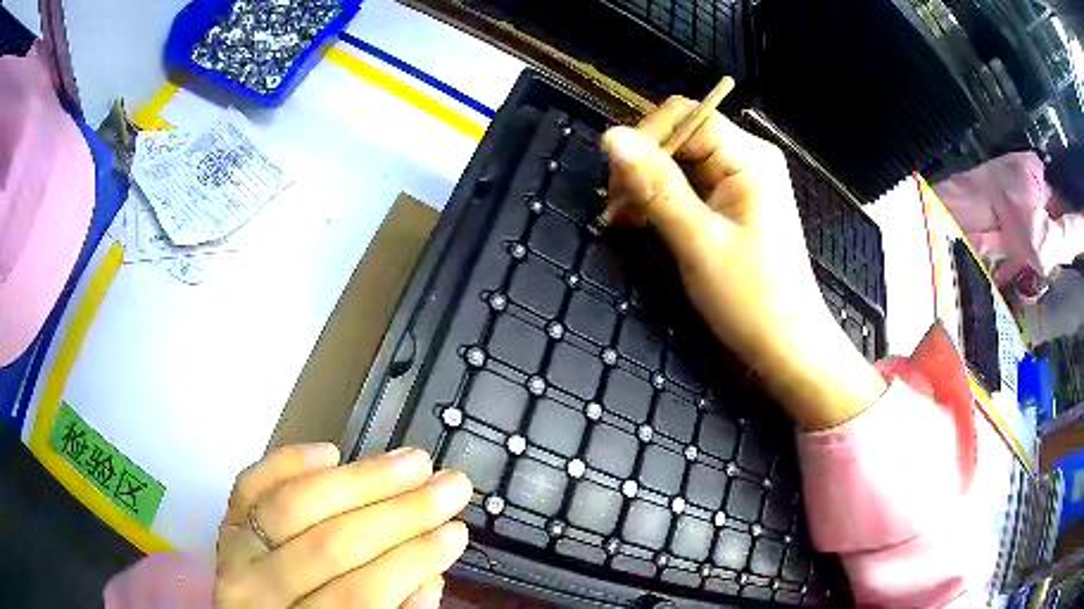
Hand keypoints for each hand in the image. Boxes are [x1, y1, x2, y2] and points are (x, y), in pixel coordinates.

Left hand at [216, 444, 472, 607]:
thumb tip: (428, 573)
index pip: (360, 594)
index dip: (412, 562)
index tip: (456, 532)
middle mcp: (256, 593)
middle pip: (329, 546)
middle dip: (399, 514)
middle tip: (448, 485)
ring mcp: (234, 554)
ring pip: (293, 507)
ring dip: (358, 479)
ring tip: (411, 461)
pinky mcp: (224, 524)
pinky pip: (248, 485)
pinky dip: (286, 463)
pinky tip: (329, 452)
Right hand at [602, 99, 885, 429]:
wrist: (788, 347)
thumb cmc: (751, 298)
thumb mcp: (698, 241)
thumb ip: (656, 185)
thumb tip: (612, 137)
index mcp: (749, 157)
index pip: (685, 117)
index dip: (645, 139)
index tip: (617, 183)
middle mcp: (748, 158)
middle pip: (681, 137)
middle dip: (643, 167)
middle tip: (615, 211)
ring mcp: (743, 182)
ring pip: (681, 163)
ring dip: (648, 187)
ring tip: (624, 223)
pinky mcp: (736, 204)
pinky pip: (691, 187)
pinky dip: (664, 202)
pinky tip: (644, 225)